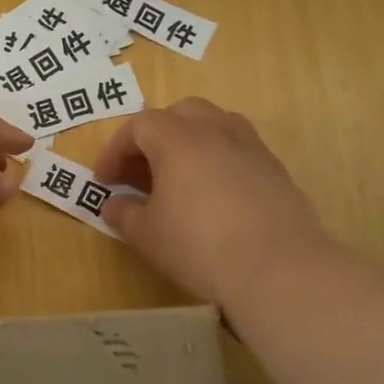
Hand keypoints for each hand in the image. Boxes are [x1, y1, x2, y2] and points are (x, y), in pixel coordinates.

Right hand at [95, 97, 336, 307]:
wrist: (279, 270)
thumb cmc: (200, 246)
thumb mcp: (147, 235)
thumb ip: (124, 213)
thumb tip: (114, 205)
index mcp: (178, 139)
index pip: (138, 126)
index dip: (115, 150)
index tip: (104, 181)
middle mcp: (215, 131)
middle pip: (180, 113)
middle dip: (154, 136)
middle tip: (141, 170)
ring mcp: (251, 148)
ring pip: (215, 124)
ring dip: (190, 141)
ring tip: (180, 176)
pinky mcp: (276, 171)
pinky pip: (239, 150)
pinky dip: (219, 160)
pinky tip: (215, 196)